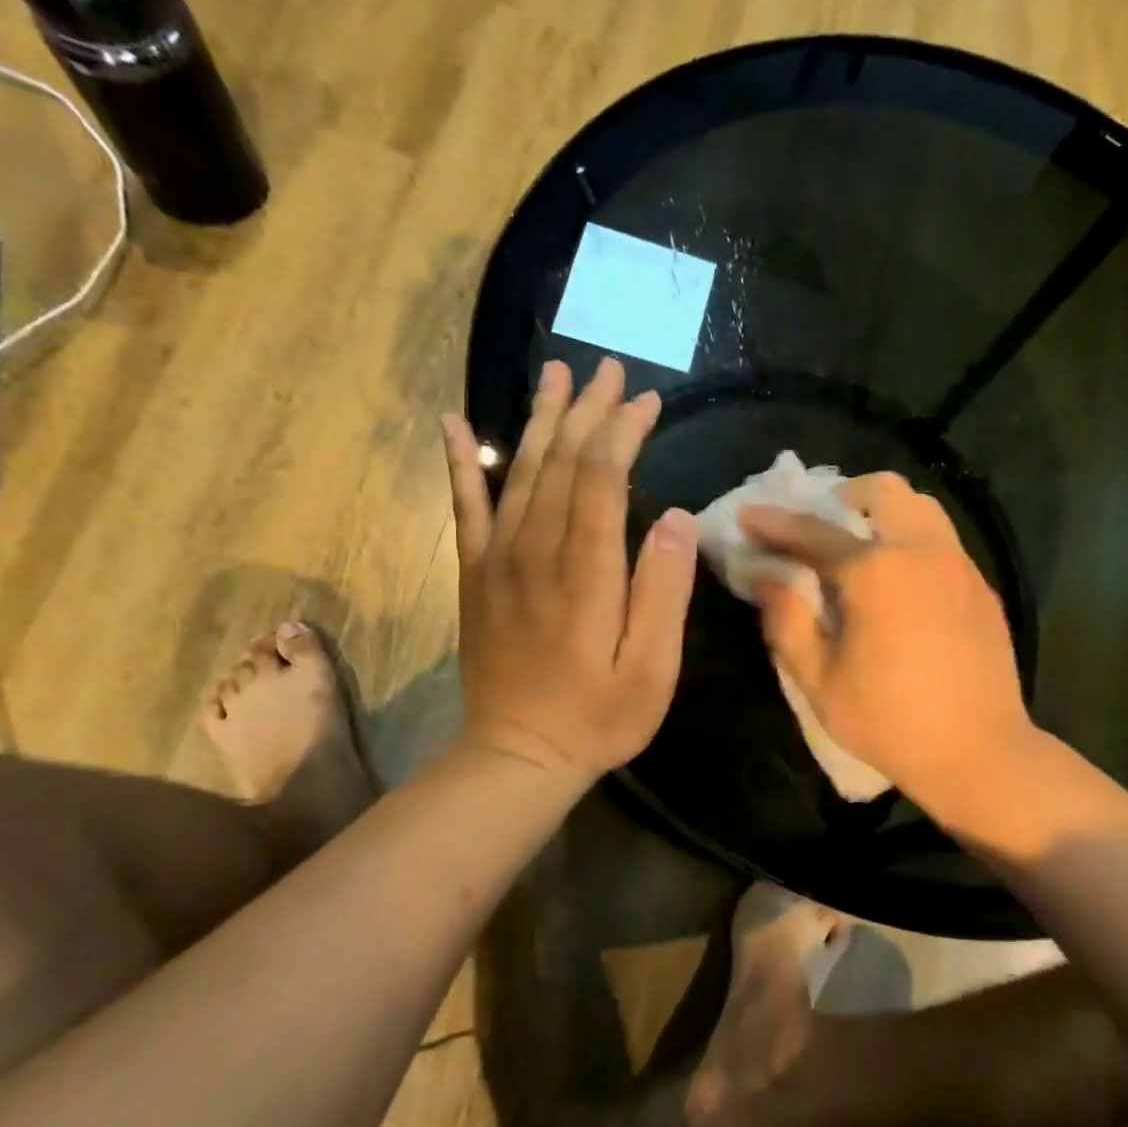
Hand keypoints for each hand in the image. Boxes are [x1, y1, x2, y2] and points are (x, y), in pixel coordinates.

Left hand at [444, 357, 698, 779]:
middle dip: (588, 411)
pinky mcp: (476, 575)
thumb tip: (673, 518)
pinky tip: (454, 424)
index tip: (647, 402)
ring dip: (541, 420)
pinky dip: (459, 462)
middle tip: (610, 370)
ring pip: (519, 472)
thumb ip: (663, 592)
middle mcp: (535, 553)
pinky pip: (465, 508)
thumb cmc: (598, 718)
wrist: (517, 756)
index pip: (600, 478)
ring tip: (557, 376)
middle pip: (561, 463)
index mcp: (584, 573)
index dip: (623, 432)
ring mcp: (498, 561)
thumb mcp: (652, 669)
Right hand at [741, 473, 1035, 819]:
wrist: (979, 752)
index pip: (813, 531)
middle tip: (822, 525)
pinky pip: (943, 542)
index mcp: (876, 571)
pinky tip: (903, 585)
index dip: (774, 523)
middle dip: (844, 495)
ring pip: (923, 508)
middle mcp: (922, 551)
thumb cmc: (889, 720)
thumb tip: (767, 578)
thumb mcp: (819, 679)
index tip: (748, 516)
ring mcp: (960, 566)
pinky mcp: (982, 588)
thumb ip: (787, 620)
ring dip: (886, 513)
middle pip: (884, 491)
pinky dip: (914, 542)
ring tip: (864, 547)